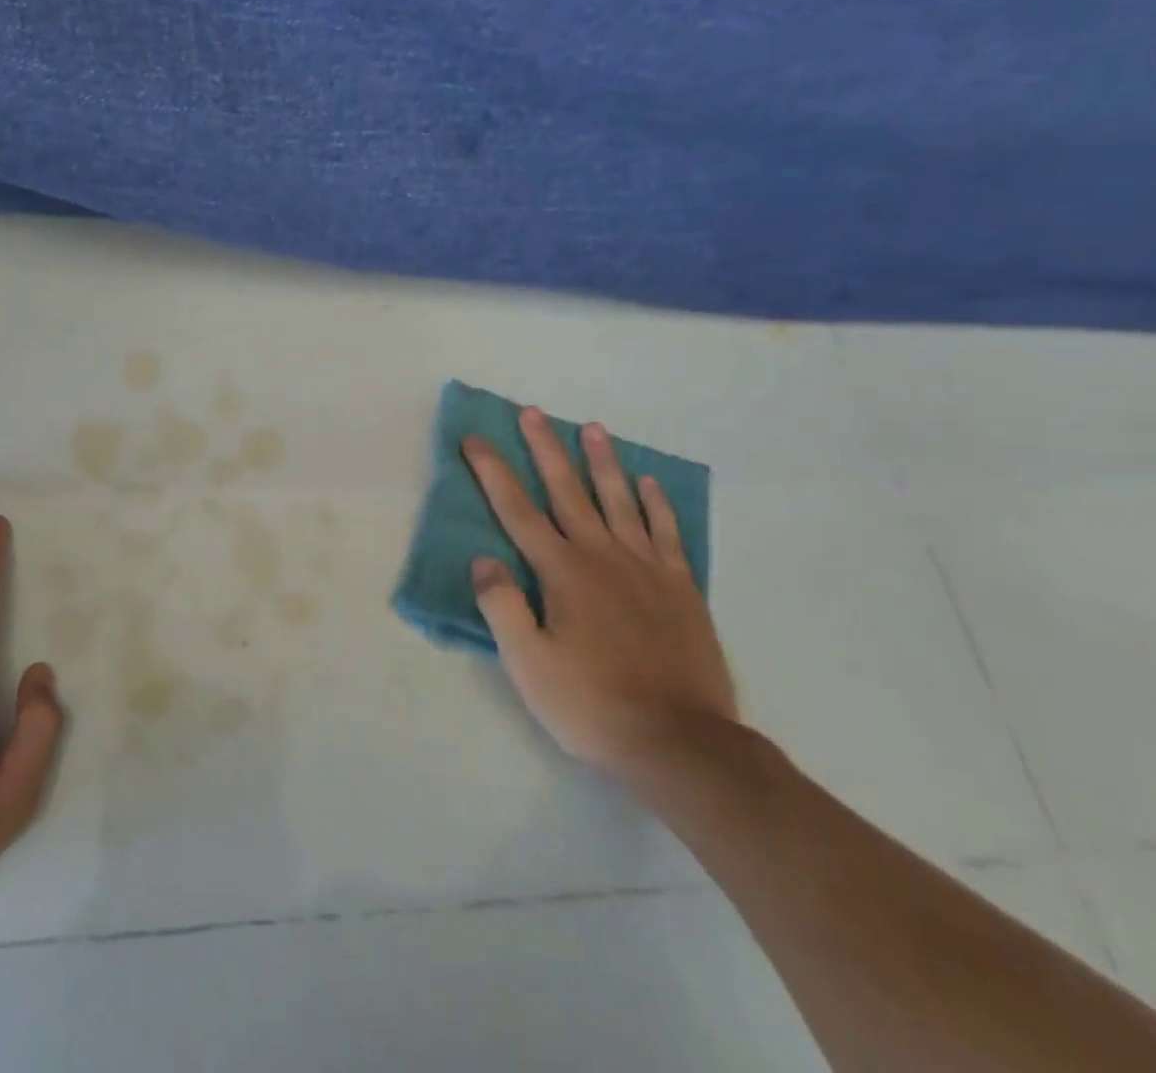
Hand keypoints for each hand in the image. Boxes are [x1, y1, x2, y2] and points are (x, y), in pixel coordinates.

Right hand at [463, 411, 737, 778]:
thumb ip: (502, 606)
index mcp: (561, 572)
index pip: (516, 510)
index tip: (474, 439)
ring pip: (619, 500)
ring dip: (602, 462)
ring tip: (594, 428)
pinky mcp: (680, 587)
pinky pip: (666, 532)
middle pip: (567, 490)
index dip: (491, 472)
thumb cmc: (592, 704)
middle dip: (546, 448)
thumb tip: (483, 559)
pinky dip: (656, 503)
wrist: (681, 743)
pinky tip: (648, 482)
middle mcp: (601, 556)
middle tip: (533, 412)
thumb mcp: (528, 664)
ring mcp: (646, 567)